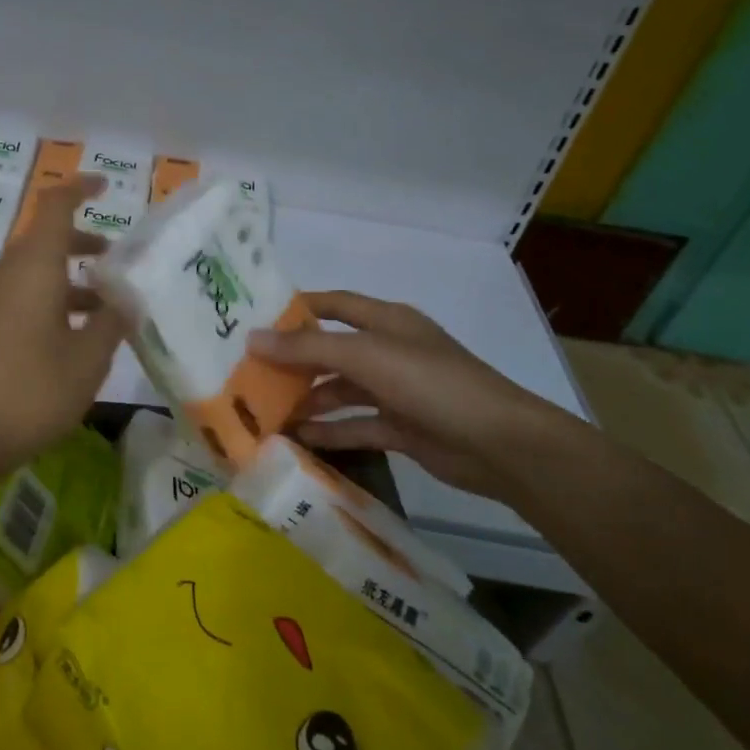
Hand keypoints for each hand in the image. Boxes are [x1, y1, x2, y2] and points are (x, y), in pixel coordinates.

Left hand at [0, 177, 123, 471]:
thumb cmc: (32, 388)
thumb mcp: (88, 357)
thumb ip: (111, 321)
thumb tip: (125, 299)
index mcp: (33, 265)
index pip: (54, 205)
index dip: (79, 188)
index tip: (104, 186)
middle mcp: (6, 272)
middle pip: (45, 239)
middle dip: (83, 244)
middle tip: (116, 261)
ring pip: (33, 270)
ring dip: (68, 277)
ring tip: (105, 306)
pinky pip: (20, 294)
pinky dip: (50, 298)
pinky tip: (73, 334)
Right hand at [249, 291, 581, 500]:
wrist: (500, 445)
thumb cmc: (431, 383)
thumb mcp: (366, 356)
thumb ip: (308, 348)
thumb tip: (252, 339)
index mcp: (386, 321)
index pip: (334, 304)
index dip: (298, 308)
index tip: (256, 318)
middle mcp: (389, 351)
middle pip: (332, 350)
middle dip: (294, 360)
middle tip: (249, 370)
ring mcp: (396, 391)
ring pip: (341, 390)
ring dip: (308, 398)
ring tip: (265, 410)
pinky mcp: (401, 427)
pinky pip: (356, 424)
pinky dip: (329, 430)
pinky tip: (298, 438)